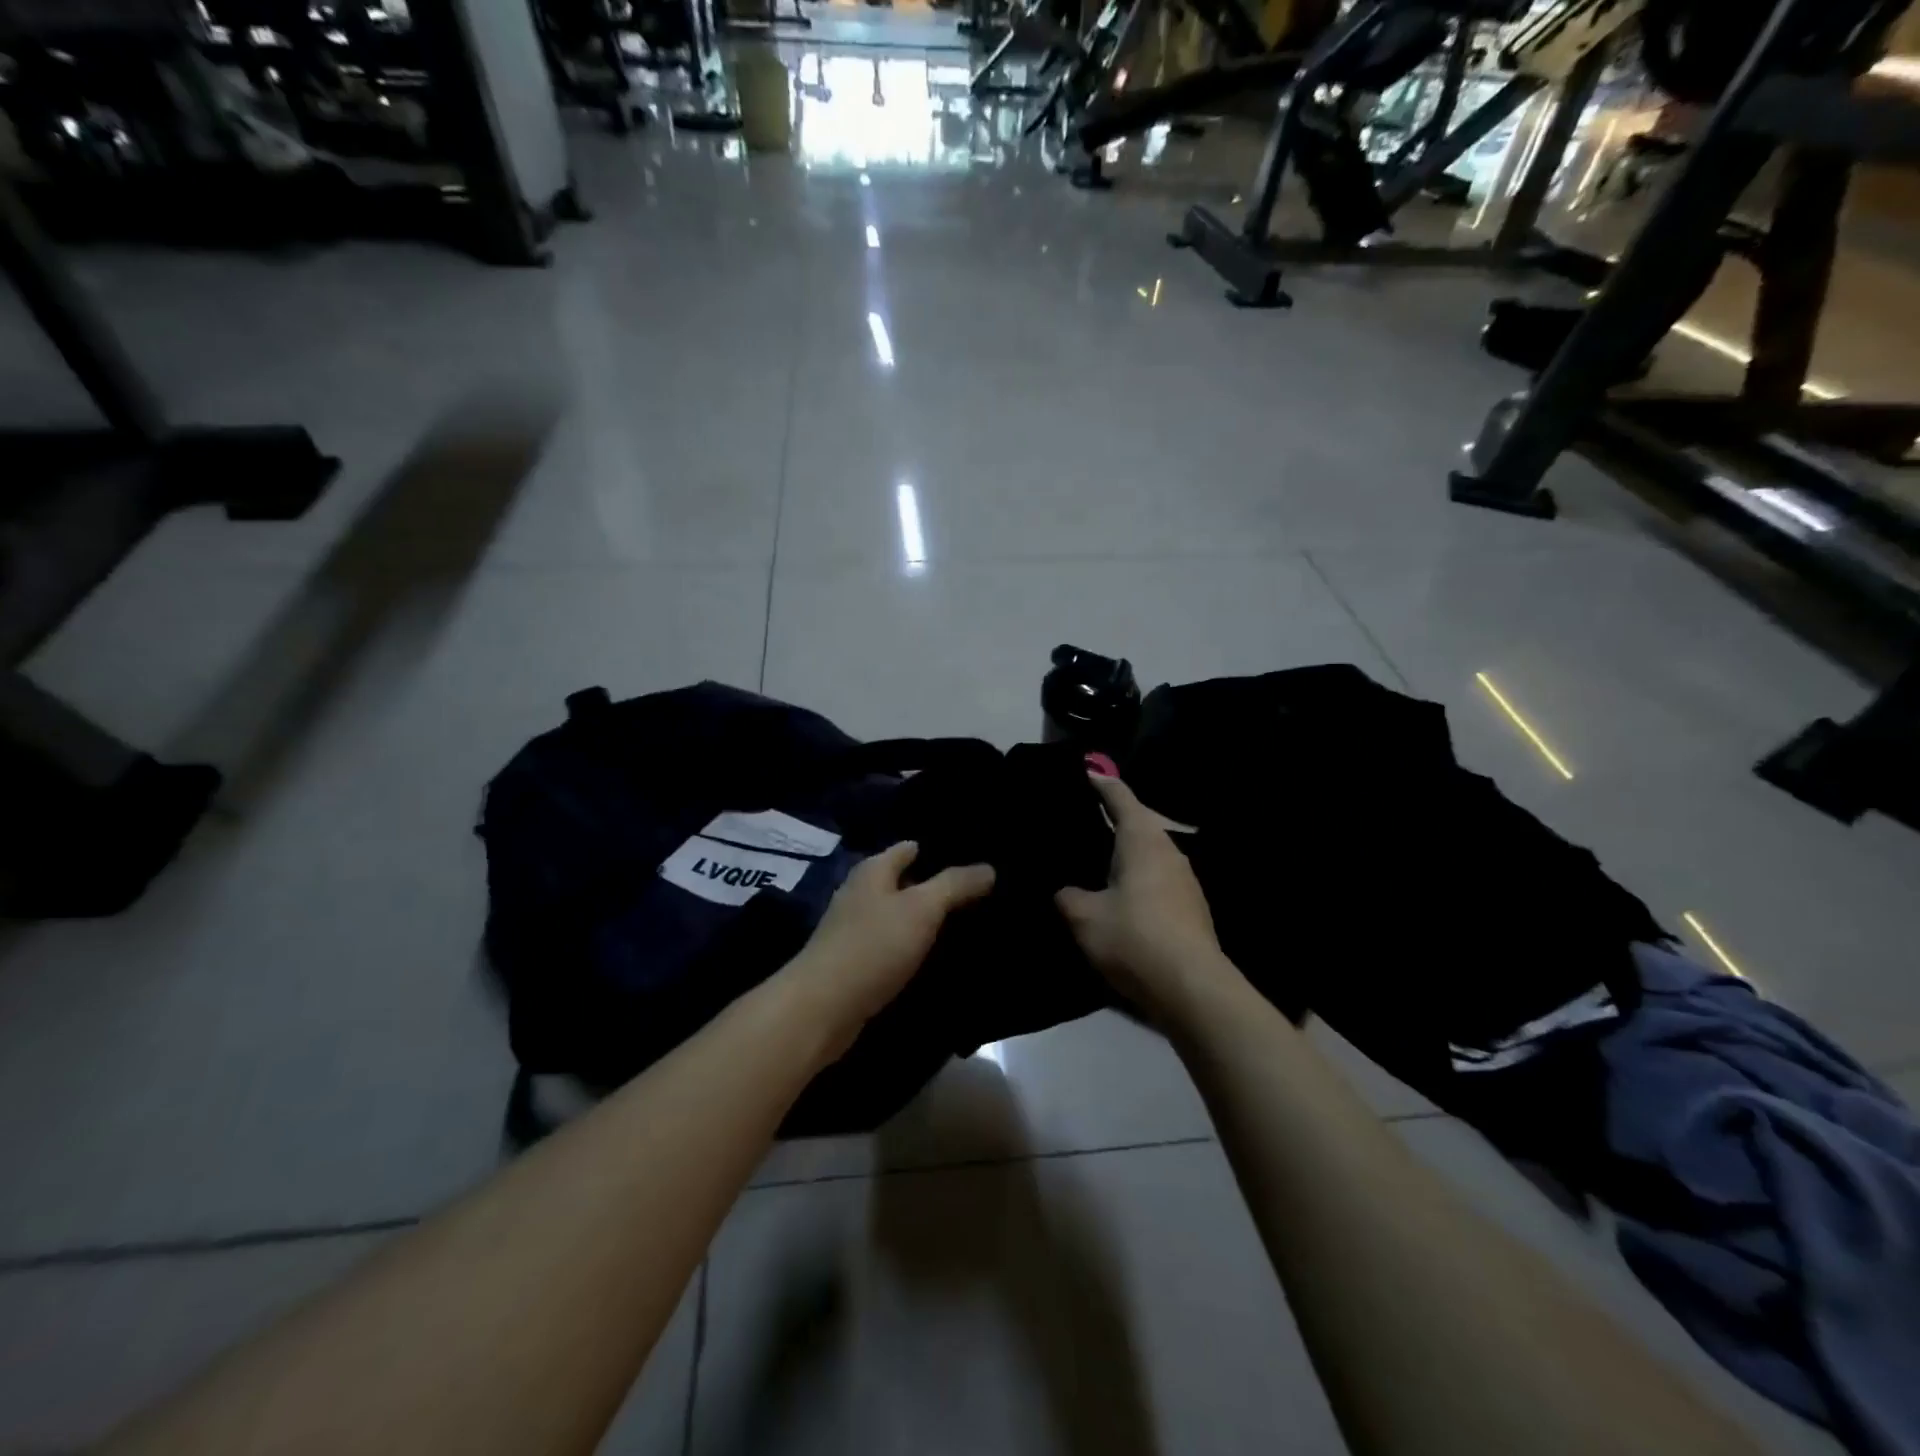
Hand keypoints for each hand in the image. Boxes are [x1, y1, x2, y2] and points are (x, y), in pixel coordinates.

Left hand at [786, 842, 994, 1053]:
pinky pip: (892, 944)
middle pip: (904, 881)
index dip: (938, 849)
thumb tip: (988, 868)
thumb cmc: (873, 946)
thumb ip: (955, 885)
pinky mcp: (855, 962)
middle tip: (980, 891)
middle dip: (935, 884)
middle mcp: (860, 893)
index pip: (909, 848)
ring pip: (899, 914)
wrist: (823, 1008)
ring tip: (967, 921)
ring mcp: (854, 929)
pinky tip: (936, 955)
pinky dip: (913, 945)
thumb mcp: (922, 909)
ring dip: (925, 918)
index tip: (973, 856)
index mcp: (873, 870)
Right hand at [1056, 772, 1237, 1020]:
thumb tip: (1066, 892)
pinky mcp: (1191, 907)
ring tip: (1095, 859)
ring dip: (1126, 852)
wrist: (1191, 987)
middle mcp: (1168, 850)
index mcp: (1142, 839)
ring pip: (1149, 853)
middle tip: (1081, 821)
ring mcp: (1185, 879)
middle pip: (1138, 823)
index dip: (1101, 784)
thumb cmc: (1134, 937)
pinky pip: (1157, 879)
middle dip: (1112, 819)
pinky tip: (1120, 896)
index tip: (1086, 773)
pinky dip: (1137, 877)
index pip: (1120, 797)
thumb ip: (1068, 897)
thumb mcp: (1084, 917)